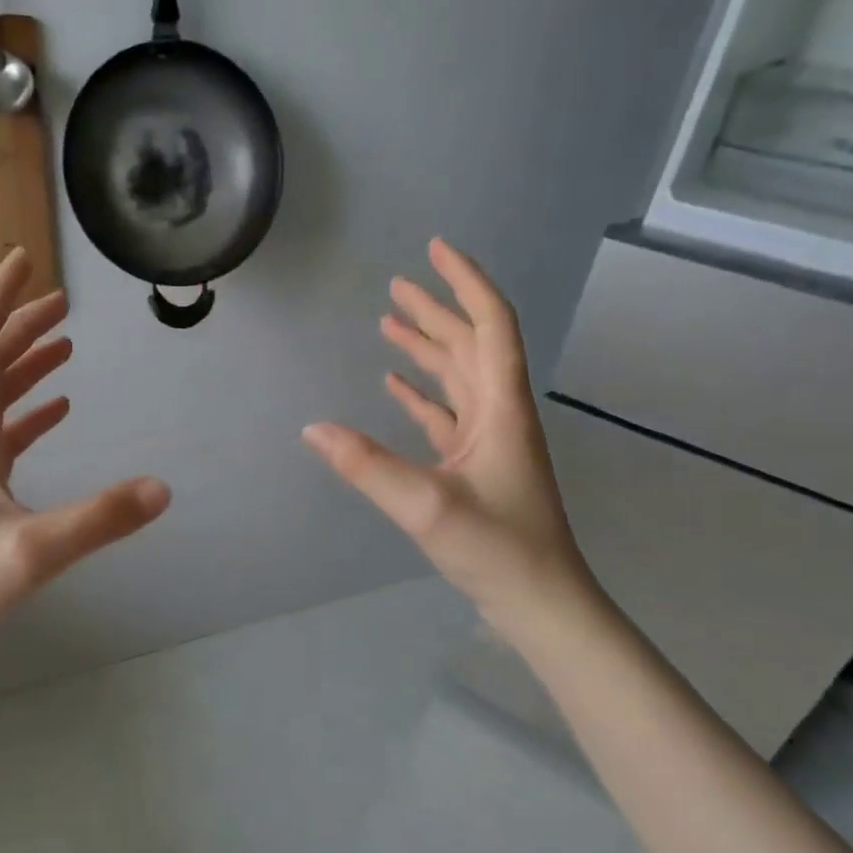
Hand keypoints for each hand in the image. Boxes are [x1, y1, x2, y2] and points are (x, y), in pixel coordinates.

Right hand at [302, 238, 590, 620]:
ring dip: (427, 348)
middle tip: (397, 283)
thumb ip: (368, 466)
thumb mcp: (427, 506)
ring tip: (389, 321)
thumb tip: (312, 429)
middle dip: (436, 310)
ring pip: (458, 377)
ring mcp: (489, 440)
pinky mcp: (477, 465)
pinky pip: (447, 415)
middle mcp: (499, 413)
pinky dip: (421, 394)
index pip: (489, 326)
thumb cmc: (497, 549)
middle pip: (471, 344)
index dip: (465, 283)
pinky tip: (394, 385)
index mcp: (501, 408)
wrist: (540, 602)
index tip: (436, 250)